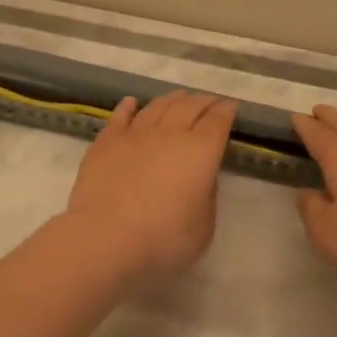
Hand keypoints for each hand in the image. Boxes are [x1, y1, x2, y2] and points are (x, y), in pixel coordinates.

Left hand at [66, 91, 237, 282]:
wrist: (105, 238)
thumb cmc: (163, 239)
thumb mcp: (204, 227)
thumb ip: (207, 195)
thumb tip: (201, 176)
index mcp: (201, 151)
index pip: (218, 121)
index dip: (226, 111)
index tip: (231, 106)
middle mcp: (170, 133)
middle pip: (190, 107)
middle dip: (203, 101)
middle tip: (209, 101)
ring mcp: (136, 133)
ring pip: (158, 106)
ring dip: (172, 99)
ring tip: (179, 97)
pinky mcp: (107, 141)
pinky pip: (121, 115)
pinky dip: (129, 106)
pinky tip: (132, 103)